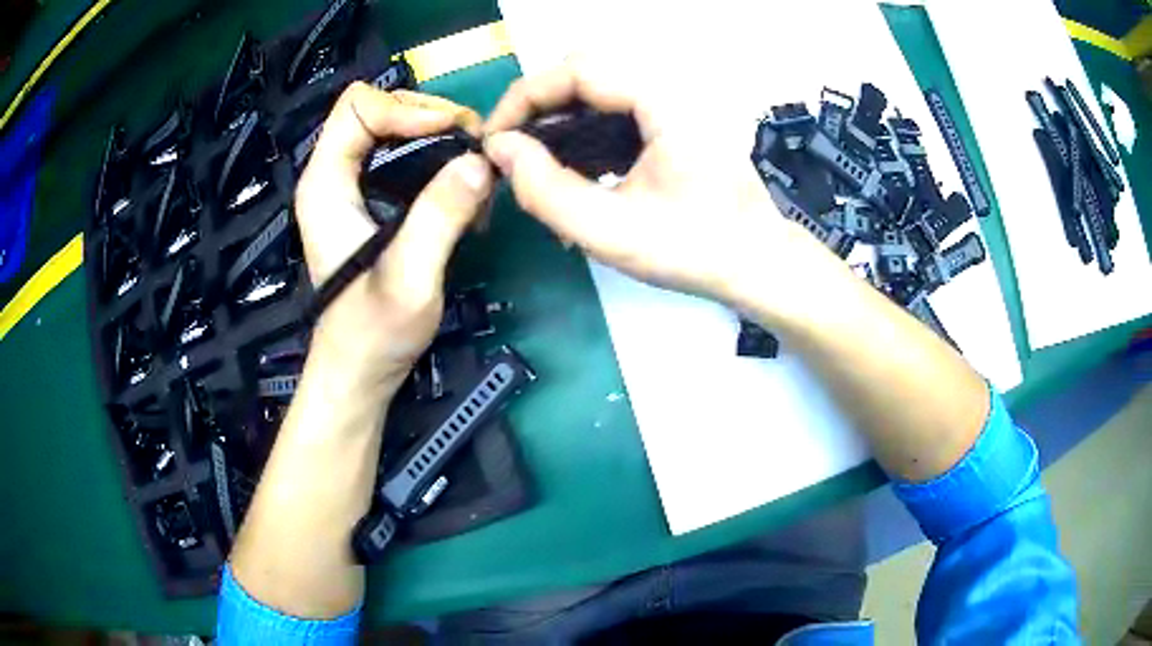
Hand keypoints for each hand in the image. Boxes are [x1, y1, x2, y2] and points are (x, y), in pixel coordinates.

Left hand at [295, 83, 492, 395]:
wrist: (360, 371)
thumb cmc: (374, 333)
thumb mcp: (409, 278)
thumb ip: (439, 217)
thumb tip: (480, 161)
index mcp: (325, 184)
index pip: (358, 107)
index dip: (408, 109)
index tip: (455, 134)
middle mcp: (333, 176)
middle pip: (377, 108)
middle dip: (430, 115)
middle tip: (474, 145)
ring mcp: (351, 188)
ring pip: (393, 128)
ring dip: (438, 135)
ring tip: (475, 164)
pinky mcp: (371, 203)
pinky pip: (403, 156)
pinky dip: (437, 158)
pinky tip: (463, 187)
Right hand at [483, 61, 840, 322]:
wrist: (756, 262)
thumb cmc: (695, 250)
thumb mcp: (611, 231)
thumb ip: (545, 190)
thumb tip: (499, 149)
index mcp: (663, 100)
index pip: (577, 69)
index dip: (524, 97)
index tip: (495, 138)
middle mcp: (670, 87)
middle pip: (585, 71)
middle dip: (538, 106)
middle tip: (512, 151)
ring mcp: (675, 101)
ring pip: (599, 88)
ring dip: (559, 117)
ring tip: (535, 163)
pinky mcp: (674, 118)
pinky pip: (617, 107)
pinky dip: (585, 128)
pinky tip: (574, 167)